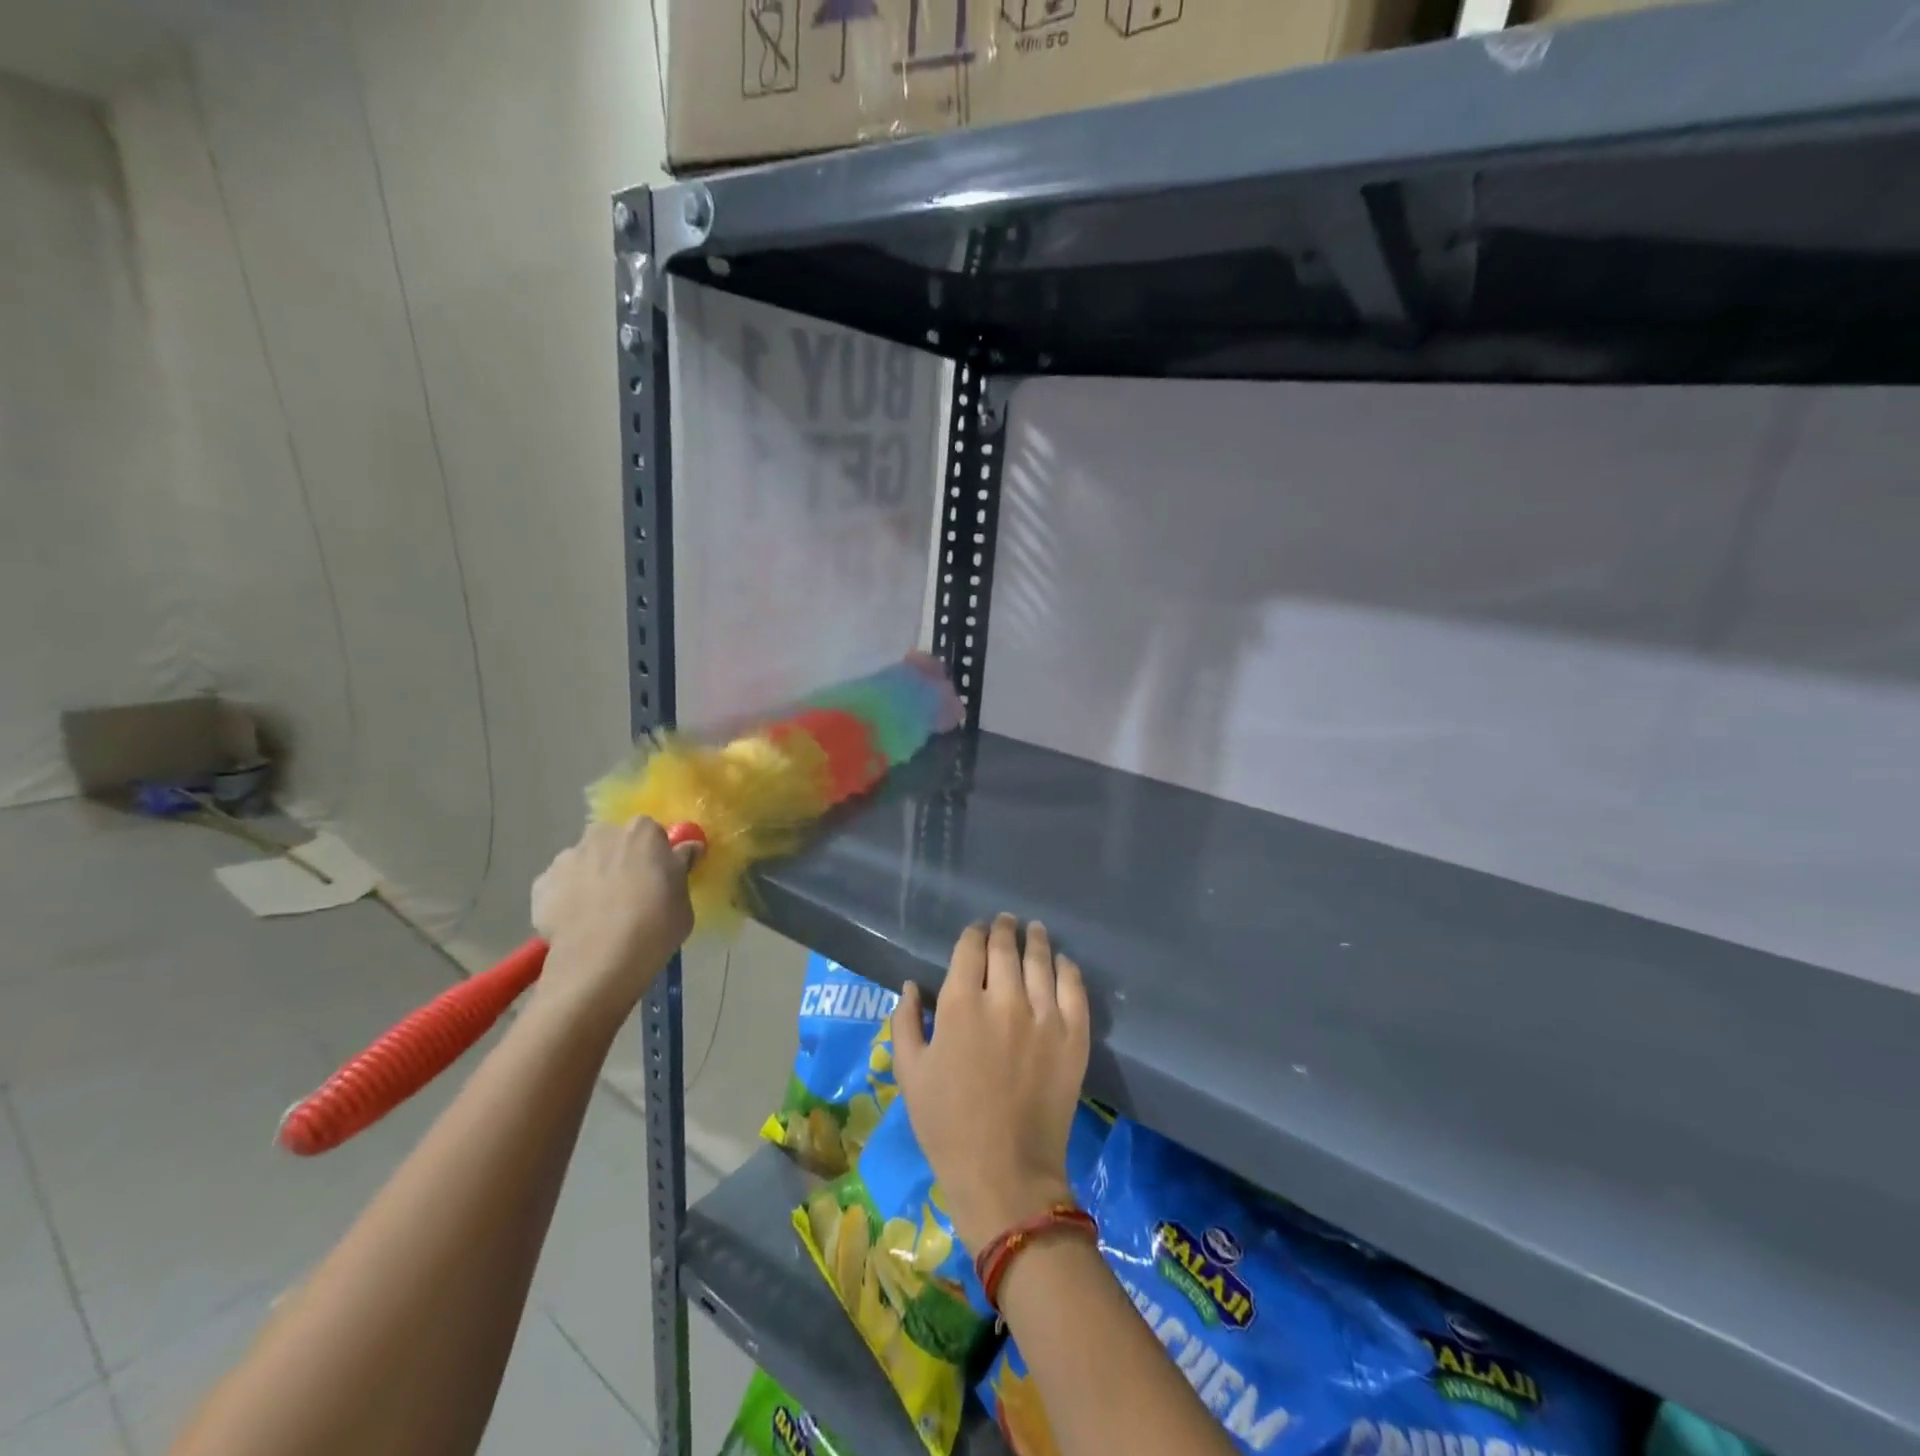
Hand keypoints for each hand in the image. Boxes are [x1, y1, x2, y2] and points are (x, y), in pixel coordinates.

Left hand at [529, 819, 696, 1024]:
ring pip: (584, 862)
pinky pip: (558, 886)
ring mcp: (567, 858)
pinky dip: (565, 898)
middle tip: (629, 893)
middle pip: (613, 842)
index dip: (655, 854)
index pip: (651, 833)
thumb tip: (687, 849)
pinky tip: (576, 923)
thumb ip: (681, 868)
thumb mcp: (685, 898)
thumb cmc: (656, 924)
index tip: (659, 877)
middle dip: (619, 859)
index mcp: (642, 832)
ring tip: (598, 913)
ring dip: (591, 877)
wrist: (601, 959)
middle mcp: (602, 835)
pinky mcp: (540, 885)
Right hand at [892, 914, 1090, 1253]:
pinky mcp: (1074, 1036)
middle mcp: (1003, 998)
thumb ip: (906, 1021)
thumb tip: (912, 984)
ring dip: (1035, 940)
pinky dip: (1067, 969)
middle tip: (1006, 922)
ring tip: (1034, 930)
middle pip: (1005, 948)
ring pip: (1040, 960)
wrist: (1004, 1172)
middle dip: (1003, 930)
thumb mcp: (910, 1072)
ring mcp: (1044, 1015)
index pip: (969, 949)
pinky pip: (1074, 988)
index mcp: (960, 1004)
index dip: (972, 934)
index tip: (976, 932)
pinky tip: (1062, 962)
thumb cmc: (947, 1125)